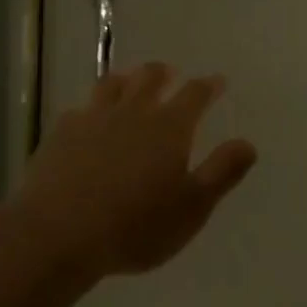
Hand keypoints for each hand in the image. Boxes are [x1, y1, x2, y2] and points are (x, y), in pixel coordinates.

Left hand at [20, 64, 257, 281]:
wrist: (58, 233)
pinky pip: (81, 109)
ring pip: (113, 85)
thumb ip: (221, 172)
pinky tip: (88, 119)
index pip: (194, 94)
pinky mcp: (62, 132)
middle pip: (150, 78)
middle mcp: (133, 111)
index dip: (208, 86)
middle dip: (164, 73)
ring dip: (127, 80)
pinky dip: (91, 109)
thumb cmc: (135, 226)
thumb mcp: (192, 208)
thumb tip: (248, 143)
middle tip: (170, 73)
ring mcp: (94, 117)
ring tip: (130, 83)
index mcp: (169, 127)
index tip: (217, 82)